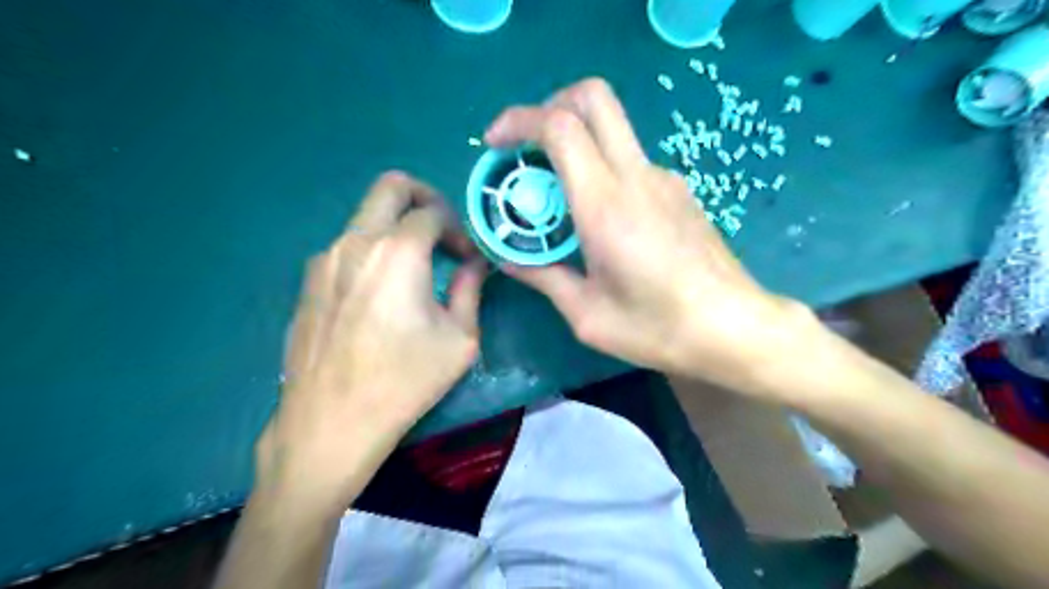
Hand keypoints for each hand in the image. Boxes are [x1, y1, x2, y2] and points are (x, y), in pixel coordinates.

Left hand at [252, 169, 486, 511]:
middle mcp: (356, 242)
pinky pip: (347, 247)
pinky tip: (379, 295)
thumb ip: (470, 289)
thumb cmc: (405, 380)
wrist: (331, 422)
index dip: (458, 229)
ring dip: (396, 229)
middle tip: (441, 230)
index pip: (434, 211)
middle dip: (424, 198)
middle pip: (391, 186)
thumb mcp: (459, 338)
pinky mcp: (308, 282)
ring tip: (413, 270)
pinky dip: (371, 252)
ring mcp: (325, 259)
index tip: (467, 259)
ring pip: (366, 217)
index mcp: (398, 251)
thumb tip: (475, 264)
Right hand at [485, 78, 808, 397]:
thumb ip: (543, 278)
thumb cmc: (657, 327)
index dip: (520, 121)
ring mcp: (664, 178)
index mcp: (605, 205)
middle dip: (550, 106)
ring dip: (576, 143)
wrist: (734, 328)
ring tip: (558, 197)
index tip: (495, 144)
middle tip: (527, 148)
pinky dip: (601, 169)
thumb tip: (509, 260)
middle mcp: (636, 176)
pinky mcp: (679, 190)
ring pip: (612, 130)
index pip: (560, 127)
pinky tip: (600, 218)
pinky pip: (630, 161)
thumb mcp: (587, 314)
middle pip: (593, 98)